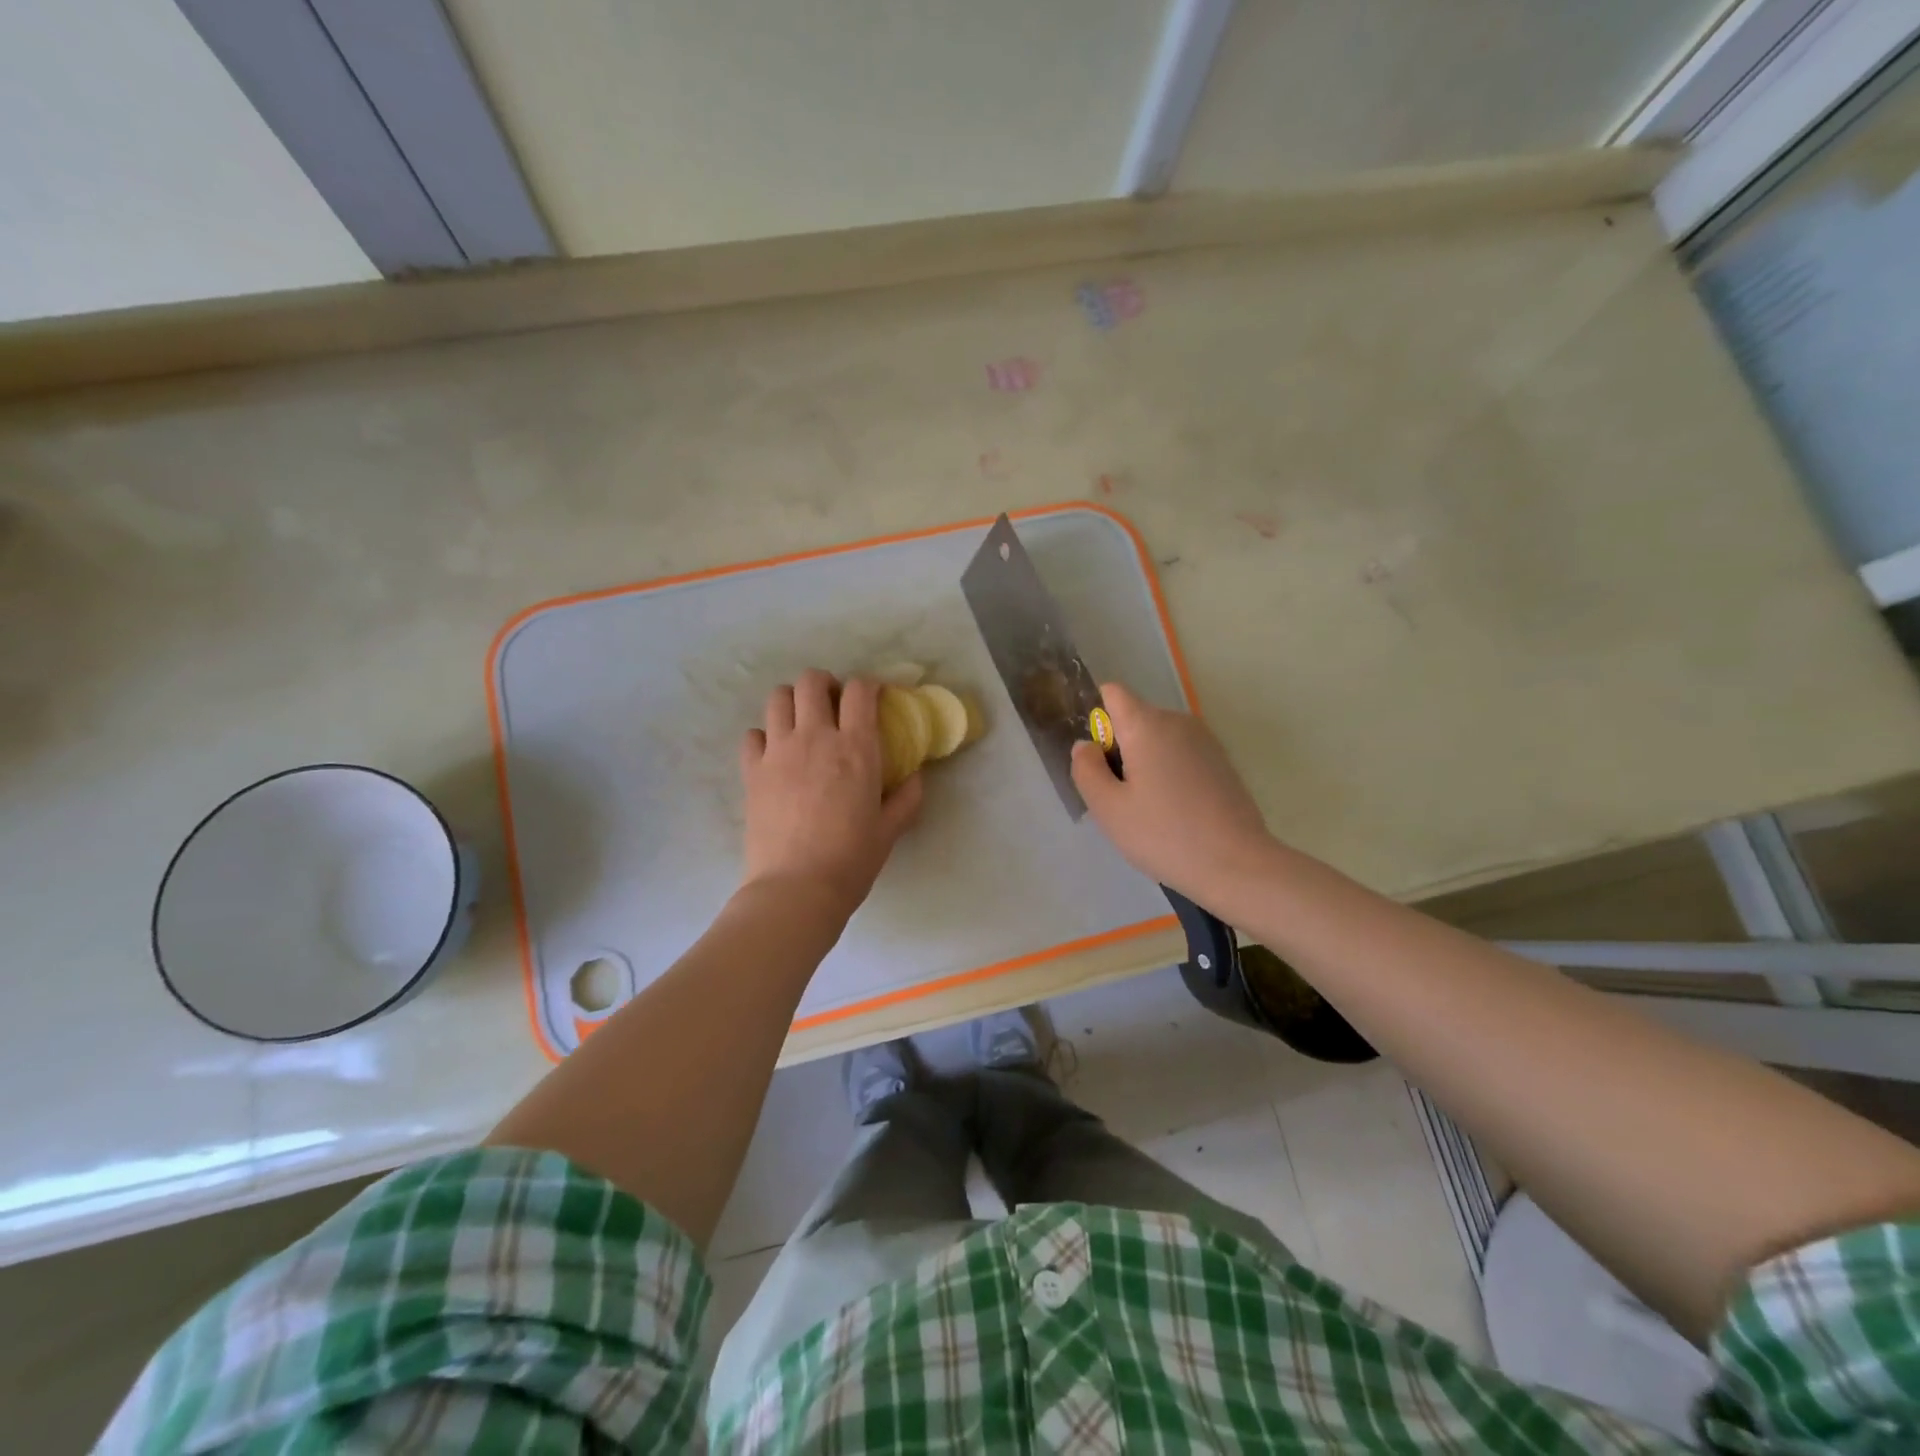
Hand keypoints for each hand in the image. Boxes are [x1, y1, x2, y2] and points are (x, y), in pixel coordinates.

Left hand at [739, 670, 922, 913]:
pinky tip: (775, 754)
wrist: (797, 888)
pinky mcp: (752, 771)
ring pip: (778, 698)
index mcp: (856, 748)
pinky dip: (764, 736)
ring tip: (802, 722)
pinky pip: (752, 735)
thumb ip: (907, 798)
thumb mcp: (890, 830)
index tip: (874, 698)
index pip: (861, 691)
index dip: (869, 686)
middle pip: (812, 681)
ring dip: (793, 701)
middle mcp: (815, 738)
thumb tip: (916, 777)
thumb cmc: (851, 860)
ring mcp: (778, 752)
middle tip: (833, 705)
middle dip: (825, 684)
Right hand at [1070, 682, 1271, 900]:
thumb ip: (1086, 769)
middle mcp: (1177, 721)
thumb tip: (1085, 745)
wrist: (1237, 865)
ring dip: (1144, 763)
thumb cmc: (1164, 835)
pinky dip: (1169, 773)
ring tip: (1148, 810)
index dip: (1097, 720)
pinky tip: (1175, 812)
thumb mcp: (1108, 808)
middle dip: (1120, 749)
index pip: (1112, 693)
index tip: (1098, 761)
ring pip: (1158, 739)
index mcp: (1147, 724)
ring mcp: (1204, 740)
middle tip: (1120, 798)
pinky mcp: (1221, 762)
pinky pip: (1180, 754)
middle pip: (1135, 718)